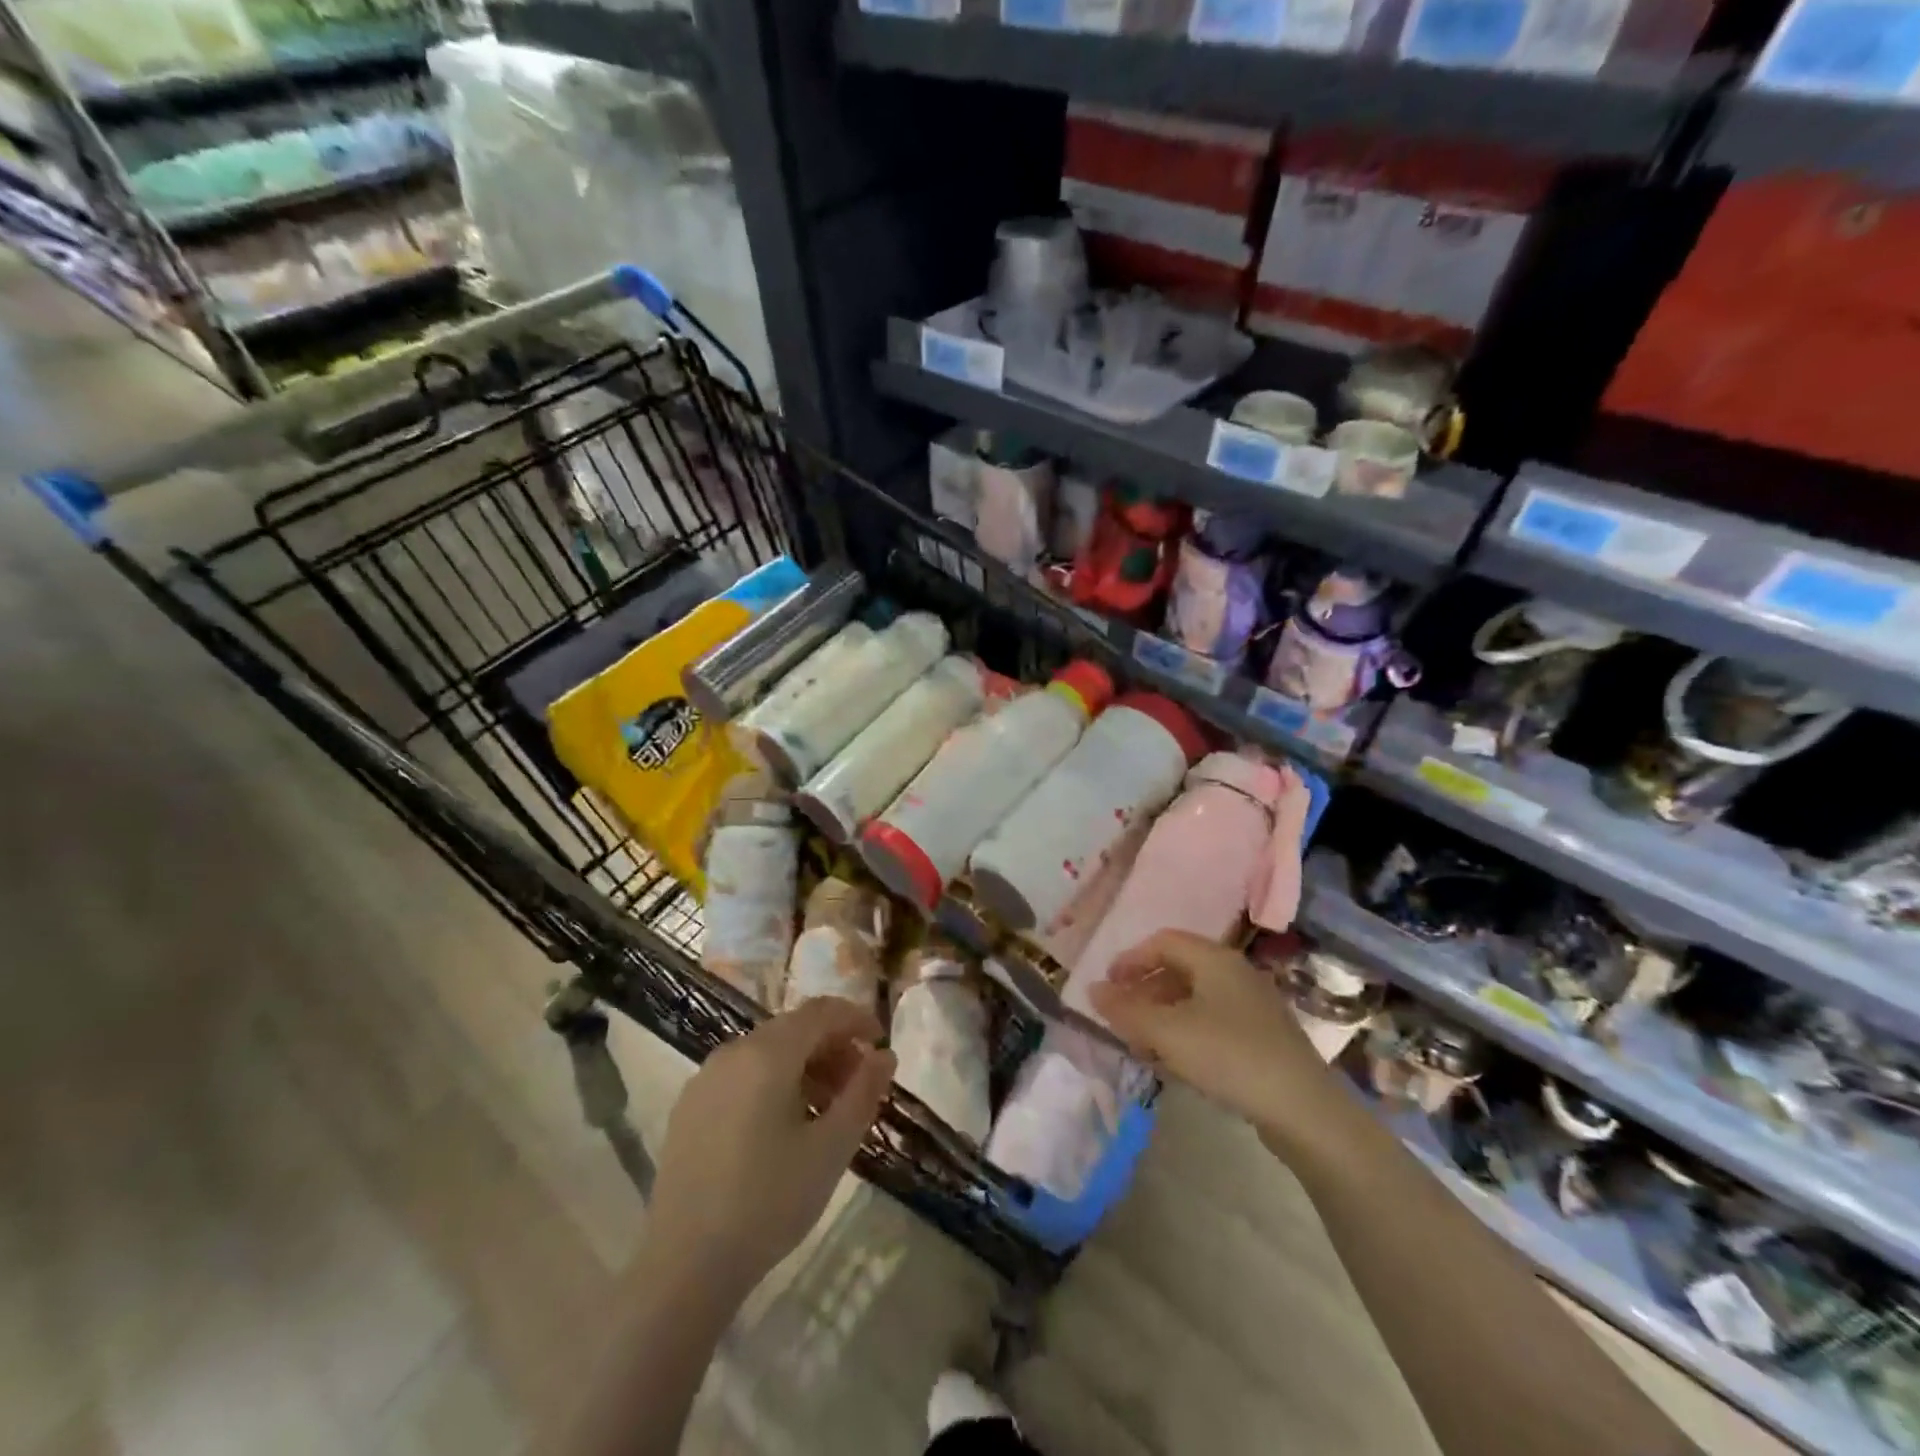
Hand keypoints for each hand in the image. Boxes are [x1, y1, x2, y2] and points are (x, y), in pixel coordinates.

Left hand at [647, 999, 897, 1298]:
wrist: (685, 1266)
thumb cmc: (769, 1202)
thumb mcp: (831, 1148)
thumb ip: (863, 1092)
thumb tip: (883, 1055)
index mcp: (767, 1053)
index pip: (821, 1012)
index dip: (856, 1019)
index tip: (880, 1045)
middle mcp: (733, 1052)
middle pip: (794, 1028)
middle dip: (833, 1045)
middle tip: (859, 1083)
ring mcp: (705, 1078)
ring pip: (767, 1051)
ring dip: (805, 1065)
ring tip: (827, 1108)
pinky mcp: (689, 1108)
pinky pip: (742, 1074)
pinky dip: (774, 1081)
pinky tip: (785, 1125)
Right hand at [1090, 931, 1329, 1132]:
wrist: (1303, 1110)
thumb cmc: (1229, 1056)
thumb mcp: (1168, 1032)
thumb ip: (1126, 1010)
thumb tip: (1092, 990)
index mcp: (1215, 959)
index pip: (1163, 941)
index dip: (1130, 960)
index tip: (1107, 986)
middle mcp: (1235, 973)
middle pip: (1179, 968)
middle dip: (1144, 990)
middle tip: (1121, 1017)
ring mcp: (1253, 1005)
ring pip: (1195, 998)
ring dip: (1162, 1015)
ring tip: (1142, 1044)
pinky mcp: (1263, 1037)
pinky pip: (1213, 1021)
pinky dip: (1186, 1032)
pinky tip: (1177, 1062)